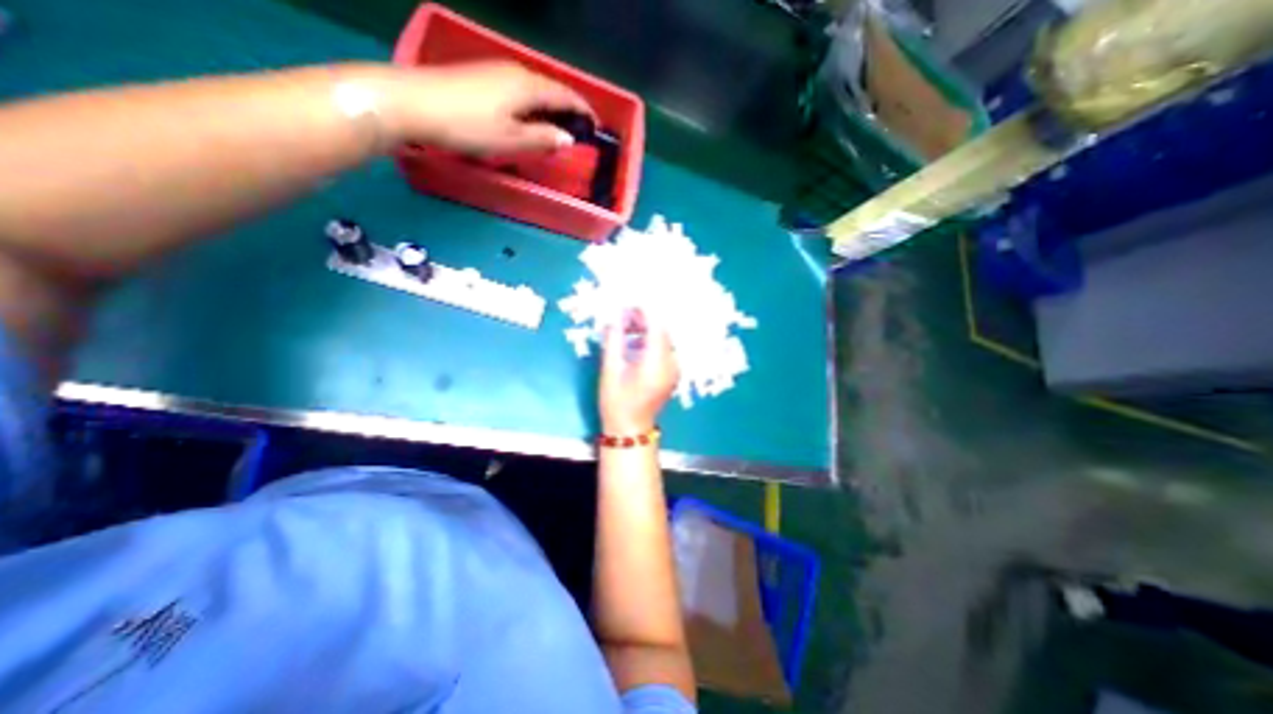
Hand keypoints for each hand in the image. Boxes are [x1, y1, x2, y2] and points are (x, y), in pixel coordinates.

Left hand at [384, 62, 593, 152]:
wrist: (412, 102)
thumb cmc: (467, 125)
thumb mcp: (510, 139)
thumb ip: (542, 138)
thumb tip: (568, 138)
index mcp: (527, 86)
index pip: (565, 95)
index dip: (583, 109)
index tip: (596, 125)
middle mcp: (515, 71)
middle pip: (550, 87)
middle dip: (568, 106)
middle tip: (579, 127)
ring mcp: (496, 70)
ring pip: (534, 87)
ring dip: (550, 105)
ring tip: (557, 124)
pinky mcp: (481, 76)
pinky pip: (518, 88)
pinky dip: (532, 102)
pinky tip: (529, 116)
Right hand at [603, 310, 681, 436]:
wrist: (630, 428)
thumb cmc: (617, 401)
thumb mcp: (610, 369)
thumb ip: (614, 340)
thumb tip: (615, 316)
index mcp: (657, 362)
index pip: (658, 326)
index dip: (646, 310)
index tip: (630, 300)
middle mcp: (671, 363)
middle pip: (662, 331)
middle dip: (644, 318)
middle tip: (623, 312)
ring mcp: (673, 368)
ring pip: (663, 339)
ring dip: (646, 328)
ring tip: (625, 325)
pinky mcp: (670, 373)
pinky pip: (663, 348)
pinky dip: (650, 340)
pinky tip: (634, 340)